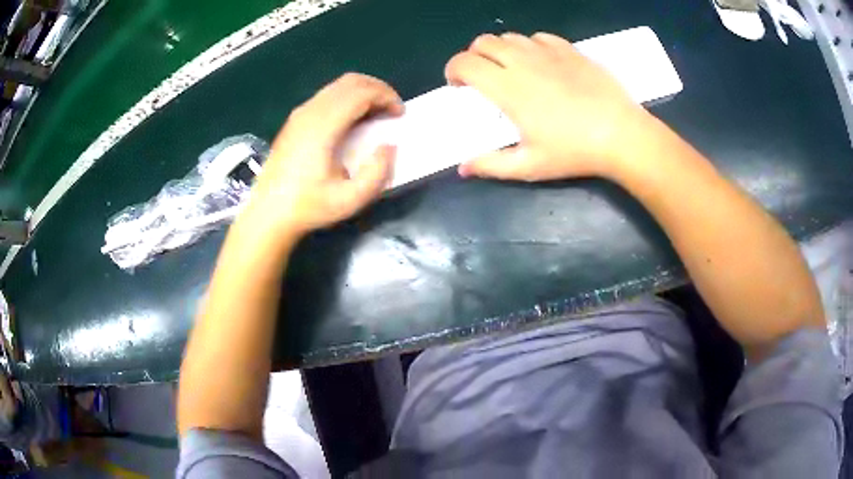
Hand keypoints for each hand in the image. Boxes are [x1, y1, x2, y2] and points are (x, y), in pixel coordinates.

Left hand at [247, 73, 403, 236]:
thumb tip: (388, 146)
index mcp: (322, 127)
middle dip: (378, 89)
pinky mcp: (295, 120)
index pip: (360, 92)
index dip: (386, 97)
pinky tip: (353, 120)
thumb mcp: (350, 200)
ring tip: (376, 114)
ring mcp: (300, 114)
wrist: (268, 213)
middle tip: (392, 110)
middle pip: (350, 81)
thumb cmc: (308, 207)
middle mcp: (310, 112)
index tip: (400, 114)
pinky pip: (327, 95)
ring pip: (338, 85)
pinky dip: (348, 98)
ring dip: (363, 92)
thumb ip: (377, 173)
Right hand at [446, 32, 654, 180]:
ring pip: (510, 37)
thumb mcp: (529, 165)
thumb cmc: (574, 151)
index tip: (459, 86)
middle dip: (474, 56)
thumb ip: (492, 164)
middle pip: (483, 42)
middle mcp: (522, 61)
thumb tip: (463, 168)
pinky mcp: (570, 50)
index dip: (453, 70)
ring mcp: (548, 52)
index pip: (464, 63)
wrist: (621, 134)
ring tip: (512, 70)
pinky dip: (531, 47)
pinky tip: (542, 64)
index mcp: (507, 87)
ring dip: (502, 50)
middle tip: (484, 78)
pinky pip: (540, 38)